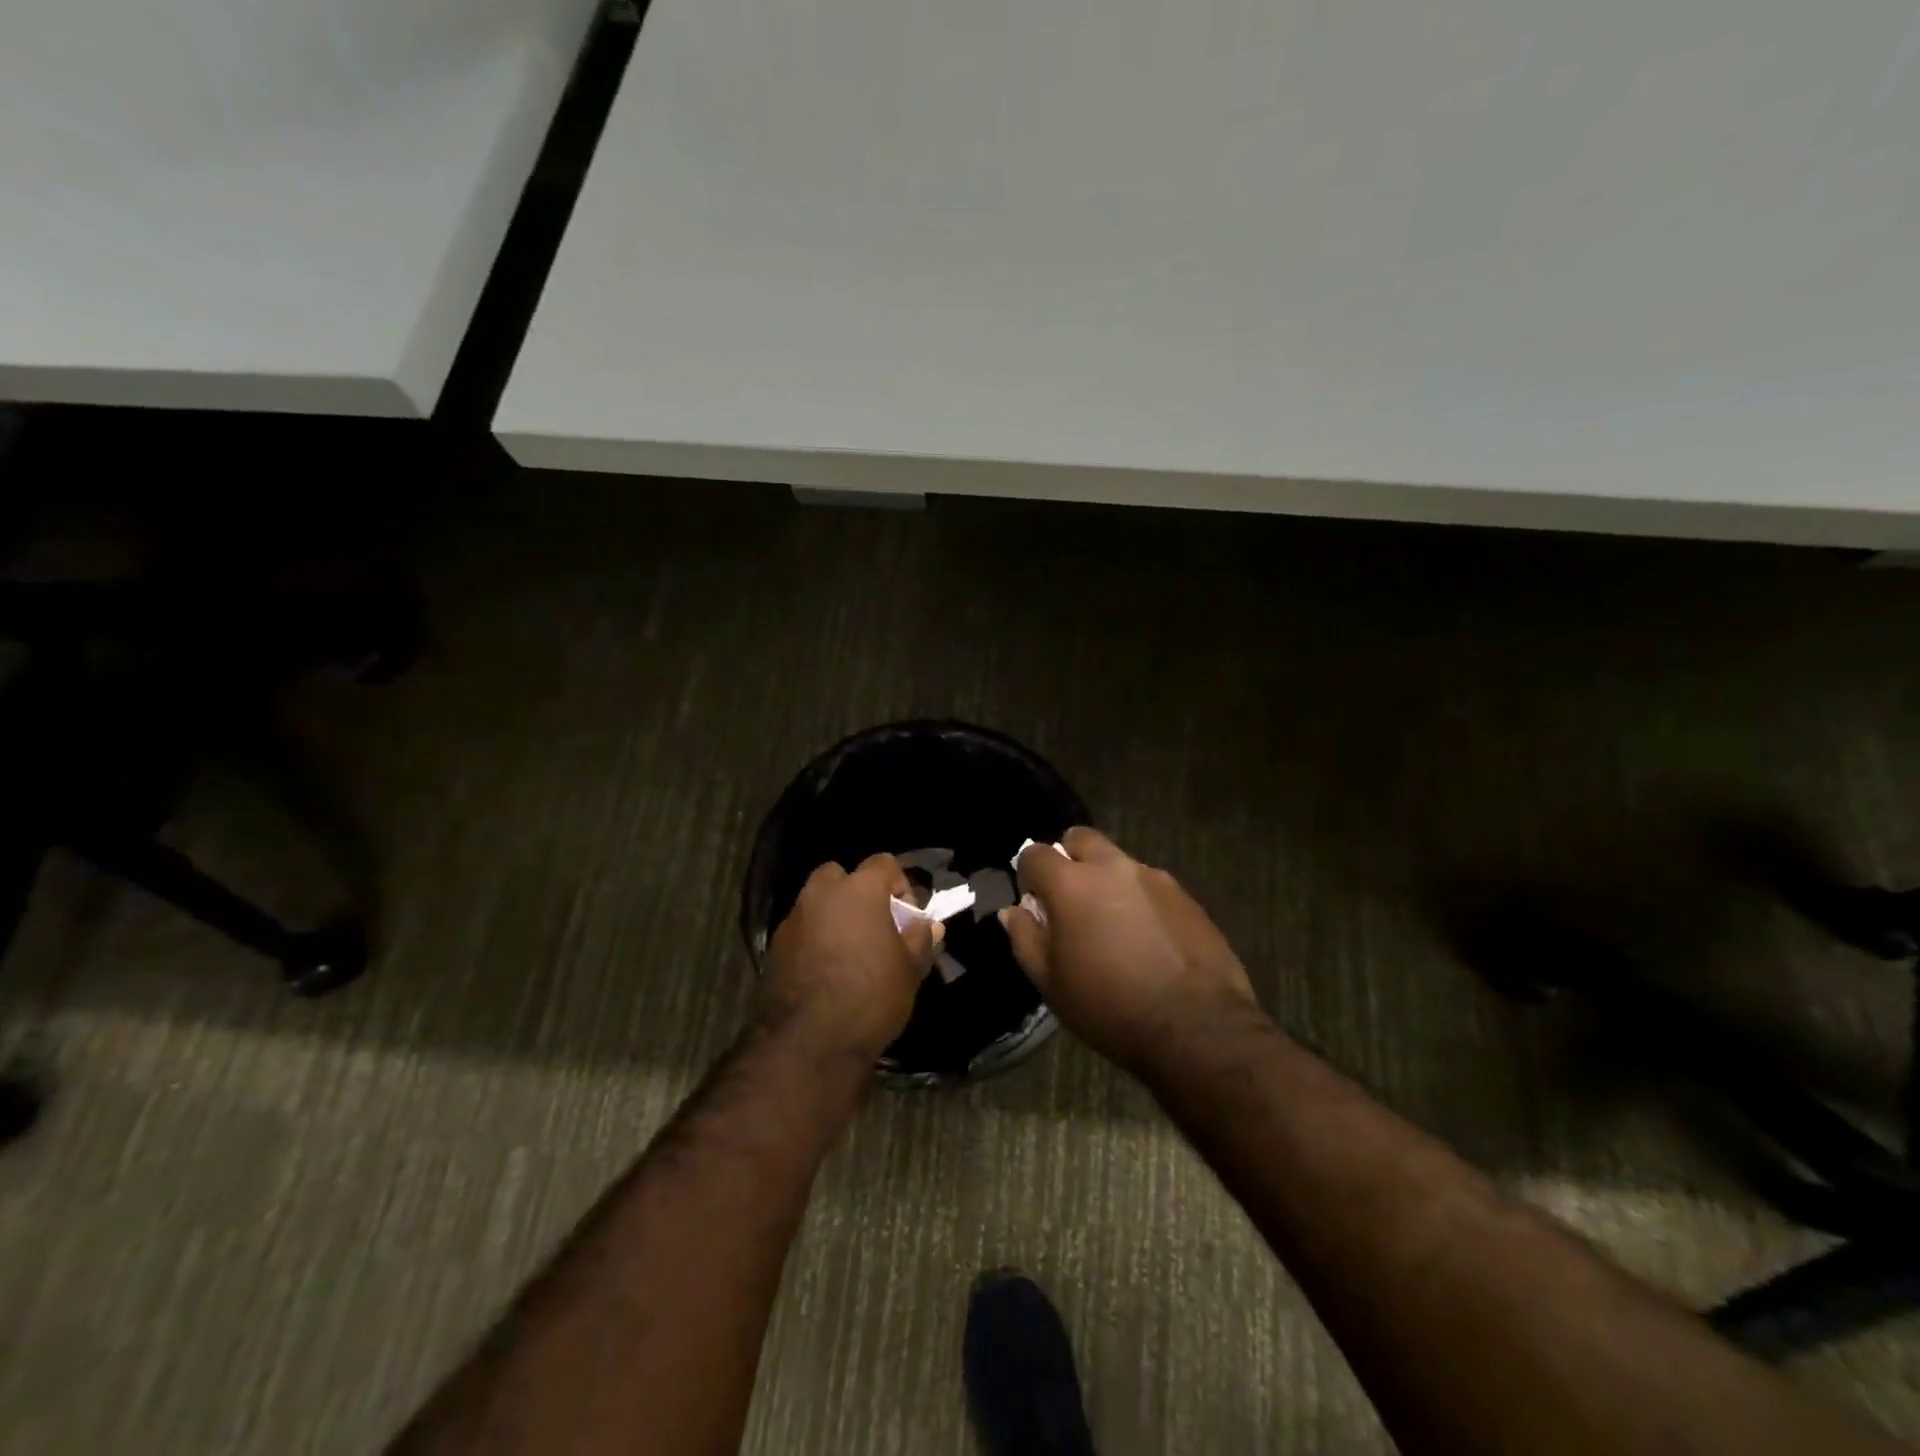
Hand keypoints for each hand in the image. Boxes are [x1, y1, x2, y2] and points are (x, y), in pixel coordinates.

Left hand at [760, 854, 941, 1062]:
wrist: (808, 1043)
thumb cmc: (870, 997)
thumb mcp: (909, 970)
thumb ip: (920, 939)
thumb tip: (928, 925)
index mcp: (858, 890)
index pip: (883, 863)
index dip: (900, 884)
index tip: (908, 916)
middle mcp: (821, 894)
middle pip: (840, 876)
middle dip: (856, 893)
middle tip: (873, 926)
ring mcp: (794, 919)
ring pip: (816, 903)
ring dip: (833, 916)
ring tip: (850, 951)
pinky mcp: (775, 947)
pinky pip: (801, 930)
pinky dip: (814, 939)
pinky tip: (826, 970)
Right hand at [1001, 828, 1260, 1074]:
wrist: (1196, 1027)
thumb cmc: (1109, 1006)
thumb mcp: (1051, 983)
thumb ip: (1026, 938)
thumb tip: (1014, 911)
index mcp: (1071, 884)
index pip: (1035, 853)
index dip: (1028, 875)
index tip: (1035, 903)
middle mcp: (1112, 867)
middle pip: (1080, 838)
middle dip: (1069, 858)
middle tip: (1070, 899)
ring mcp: (1153, 877)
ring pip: (1118, 861)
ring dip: (1106, 880)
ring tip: (1112, 924)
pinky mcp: (1185, 895)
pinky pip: (1150, 884)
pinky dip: (1139, 899)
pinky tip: (1147, 938)